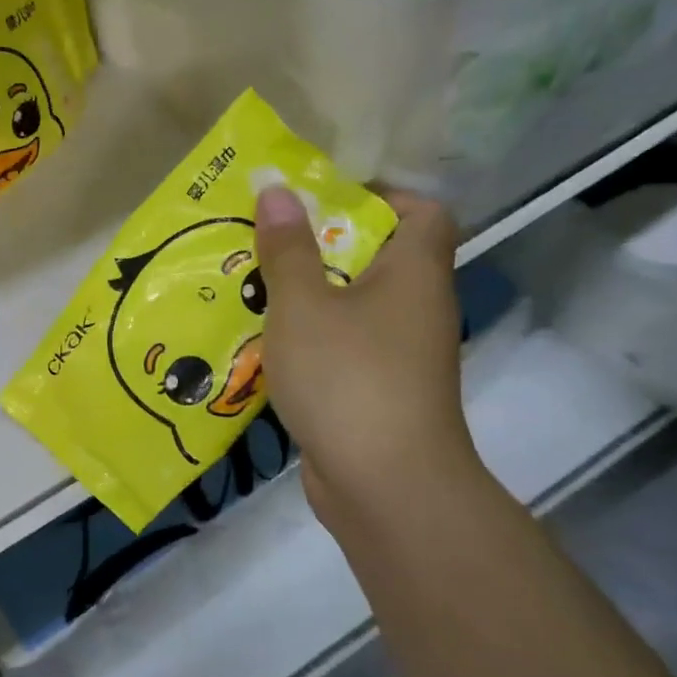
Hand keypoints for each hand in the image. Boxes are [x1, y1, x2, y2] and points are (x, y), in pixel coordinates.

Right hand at [255, 185, 483, 533]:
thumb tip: (277, 189)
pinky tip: (266, 344)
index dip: (380, 195)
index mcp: (415, 273)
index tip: (323, 201)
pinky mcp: (379, 392)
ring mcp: (401, 355)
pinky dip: (312, 340)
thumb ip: (287, 247)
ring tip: (253, 287)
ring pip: (354, 306)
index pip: (423, 211)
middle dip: (321, 245)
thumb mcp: (303, 304)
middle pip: (378, 257)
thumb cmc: (348, 377)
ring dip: (309, 295)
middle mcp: (417, 308)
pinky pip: (344, 347)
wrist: (386, 487)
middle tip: (268, 240)